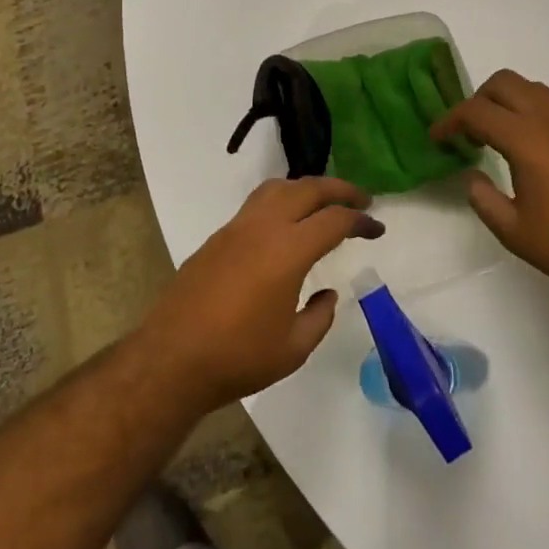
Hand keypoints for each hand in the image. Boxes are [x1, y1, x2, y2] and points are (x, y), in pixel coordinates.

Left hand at [139, 176, 382, 410]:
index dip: (361, 220)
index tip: (377, 228)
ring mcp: (236, 228)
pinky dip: (280, 202)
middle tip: (361, 199)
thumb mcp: (293, 348)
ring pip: (277, 188)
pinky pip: (256, 204)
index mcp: (288, 250)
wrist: (171, 360)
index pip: (334, 220)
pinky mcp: (217, 238)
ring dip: (306, 188)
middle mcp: (263, 227)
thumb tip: (326, 296)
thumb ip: (319, 318)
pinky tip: (285, 226)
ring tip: (323, 203)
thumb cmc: (238, 357)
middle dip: (339, 189)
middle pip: (308, 188)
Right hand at [430, 70, 548, 300]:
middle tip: (468, 133)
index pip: (476, 111)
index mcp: (527, 139)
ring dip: (507, 102)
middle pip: (505, 83)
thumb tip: (473, 177)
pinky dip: (532, 113)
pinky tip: (532, 151)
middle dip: (478, 99)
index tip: (437, 138)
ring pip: (533, 89)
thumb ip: (483, 199)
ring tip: (498, 138)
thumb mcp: (514, 231)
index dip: (449, 121)